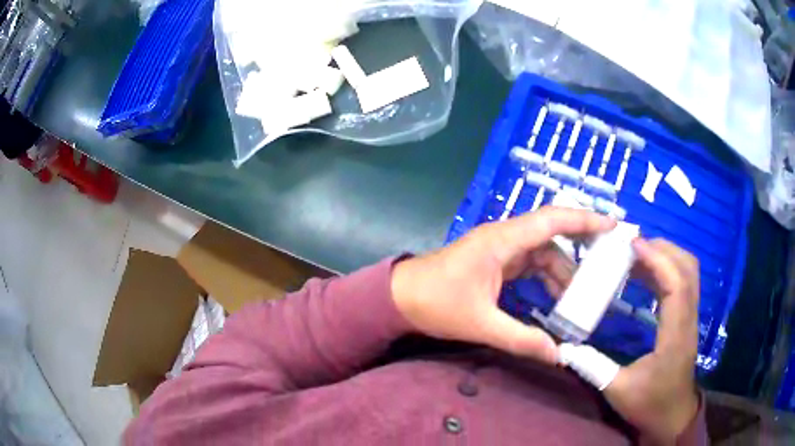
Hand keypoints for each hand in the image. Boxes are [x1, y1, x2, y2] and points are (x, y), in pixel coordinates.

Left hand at [390, 206, 614, 363]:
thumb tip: (557, 356)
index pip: (552, 220)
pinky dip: (547, 277)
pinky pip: (531, 263)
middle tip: (607, 262)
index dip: (585, 219)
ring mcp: (500, 248)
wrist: (399, 298)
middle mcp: (505, 237)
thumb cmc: (434, 304)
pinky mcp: (496, 261)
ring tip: (581, 297)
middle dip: (581, 246)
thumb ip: (521, 340)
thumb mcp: (481, 324)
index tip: (613, 225)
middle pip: (552, 233)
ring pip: (543, 251)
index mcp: (502, 240)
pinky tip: (557, 297)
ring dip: (563, 271)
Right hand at [603, 239, 700, 443]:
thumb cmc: (649, 404)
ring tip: (636, 256)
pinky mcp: (686, 319)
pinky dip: (666, 271)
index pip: (677, 285)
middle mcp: (689, 319)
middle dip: (663, 249)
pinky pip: (682, 284)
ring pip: (688, 272)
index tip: (633, 245)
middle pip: (688, 269)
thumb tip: (566, 348)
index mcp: (675, 335)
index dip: (658, 260)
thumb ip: (593, 367)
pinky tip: (644, 276)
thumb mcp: (617, 390)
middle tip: (632, 247)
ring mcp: (690, 318)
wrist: (673, 417)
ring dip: (666, 257)